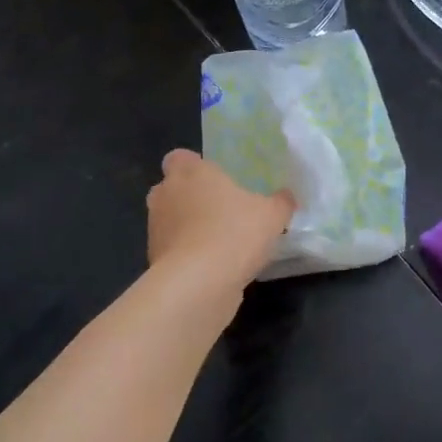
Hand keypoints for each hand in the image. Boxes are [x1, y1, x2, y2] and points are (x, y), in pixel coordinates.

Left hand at [147, 149, 295, 287]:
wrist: (198, 283)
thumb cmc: (234, 233)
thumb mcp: (272, 215)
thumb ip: (281, 202)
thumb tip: (286, 196)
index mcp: (191, 172)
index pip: (180, 157)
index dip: (195, 166)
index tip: (215, 179)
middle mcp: (166, 195)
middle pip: (171, 188)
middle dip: (190, 197)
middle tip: (220, 208)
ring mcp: (155, 228)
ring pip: (170, 220)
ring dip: (188, 227)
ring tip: (219, 241)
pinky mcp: (155, 259)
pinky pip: (173, 249)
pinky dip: (187, 254)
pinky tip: (213, 266)